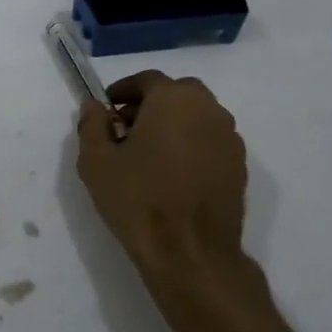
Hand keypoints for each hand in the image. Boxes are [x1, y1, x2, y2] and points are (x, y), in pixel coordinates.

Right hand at [77, 71, 268, 320]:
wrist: (190, 252)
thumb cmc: (138, 199)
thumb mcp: (96, 161)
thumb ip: (92, 125)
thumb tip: (94, 106)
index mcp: (173, 99)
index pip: (147, 80)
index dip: (123, 91)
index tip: (106, 109)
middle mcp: (208, 109)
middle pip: (176, 93)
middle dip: (150, 104)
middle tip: (126, 129)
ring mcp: (229, 138)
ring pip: (197, 116)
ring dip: (173, 123)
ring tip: (149, 153)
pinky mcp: (239, 165)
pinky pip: (210, 141)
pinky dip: (191, 144)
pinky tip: (173, 172)